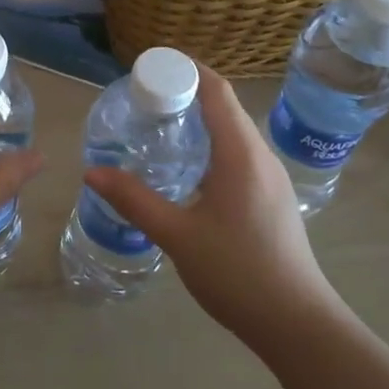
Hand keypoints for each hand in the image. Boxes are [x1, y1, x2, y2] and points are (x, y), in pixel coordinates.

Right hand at [85, 64, 341, 348]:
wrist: (297, 324)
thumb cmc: (238, 272)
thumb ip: (134, 200)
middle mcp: (260, 155)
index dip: (185, 68)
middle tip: (142, 98)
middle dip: (186, 92)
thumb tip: (91, 172)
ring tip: (158, 127)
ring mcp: (270, 177)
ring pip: (233, 131)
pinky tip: (187, 169)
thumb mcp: (178, 235)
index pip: (216, 90)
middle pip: (224, 105)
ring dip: (199, 119)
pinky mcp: (271, 197)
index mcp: (241, 153)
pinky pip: (239, 153)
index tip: (149, 65)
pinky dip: (210, 144)